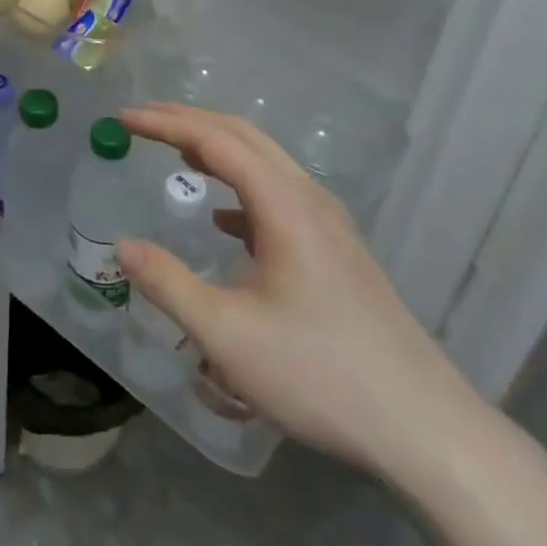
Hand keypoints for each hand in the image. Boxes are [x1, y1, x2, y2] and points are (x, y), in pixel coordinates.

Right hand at [115, 104, 486, 479]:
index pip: (215, 140)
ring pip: (265, 162)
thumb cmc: (319, 375)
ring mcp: (329, 223)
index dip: (165, 123)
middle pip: (244, 136)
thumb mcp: (227, 335)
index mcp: (284, 205)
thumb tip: (123, 246)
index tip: (122, 118)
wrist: (424, 427)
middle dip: (190, 120)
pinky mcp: (337, 250)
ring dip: (217, 148)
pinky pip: (280, 194)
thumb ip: (169, 284)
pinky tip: (224, 218)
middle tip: (142, 119)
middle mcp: (309, 199)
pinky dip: (241, 184)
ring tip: (176, 153)